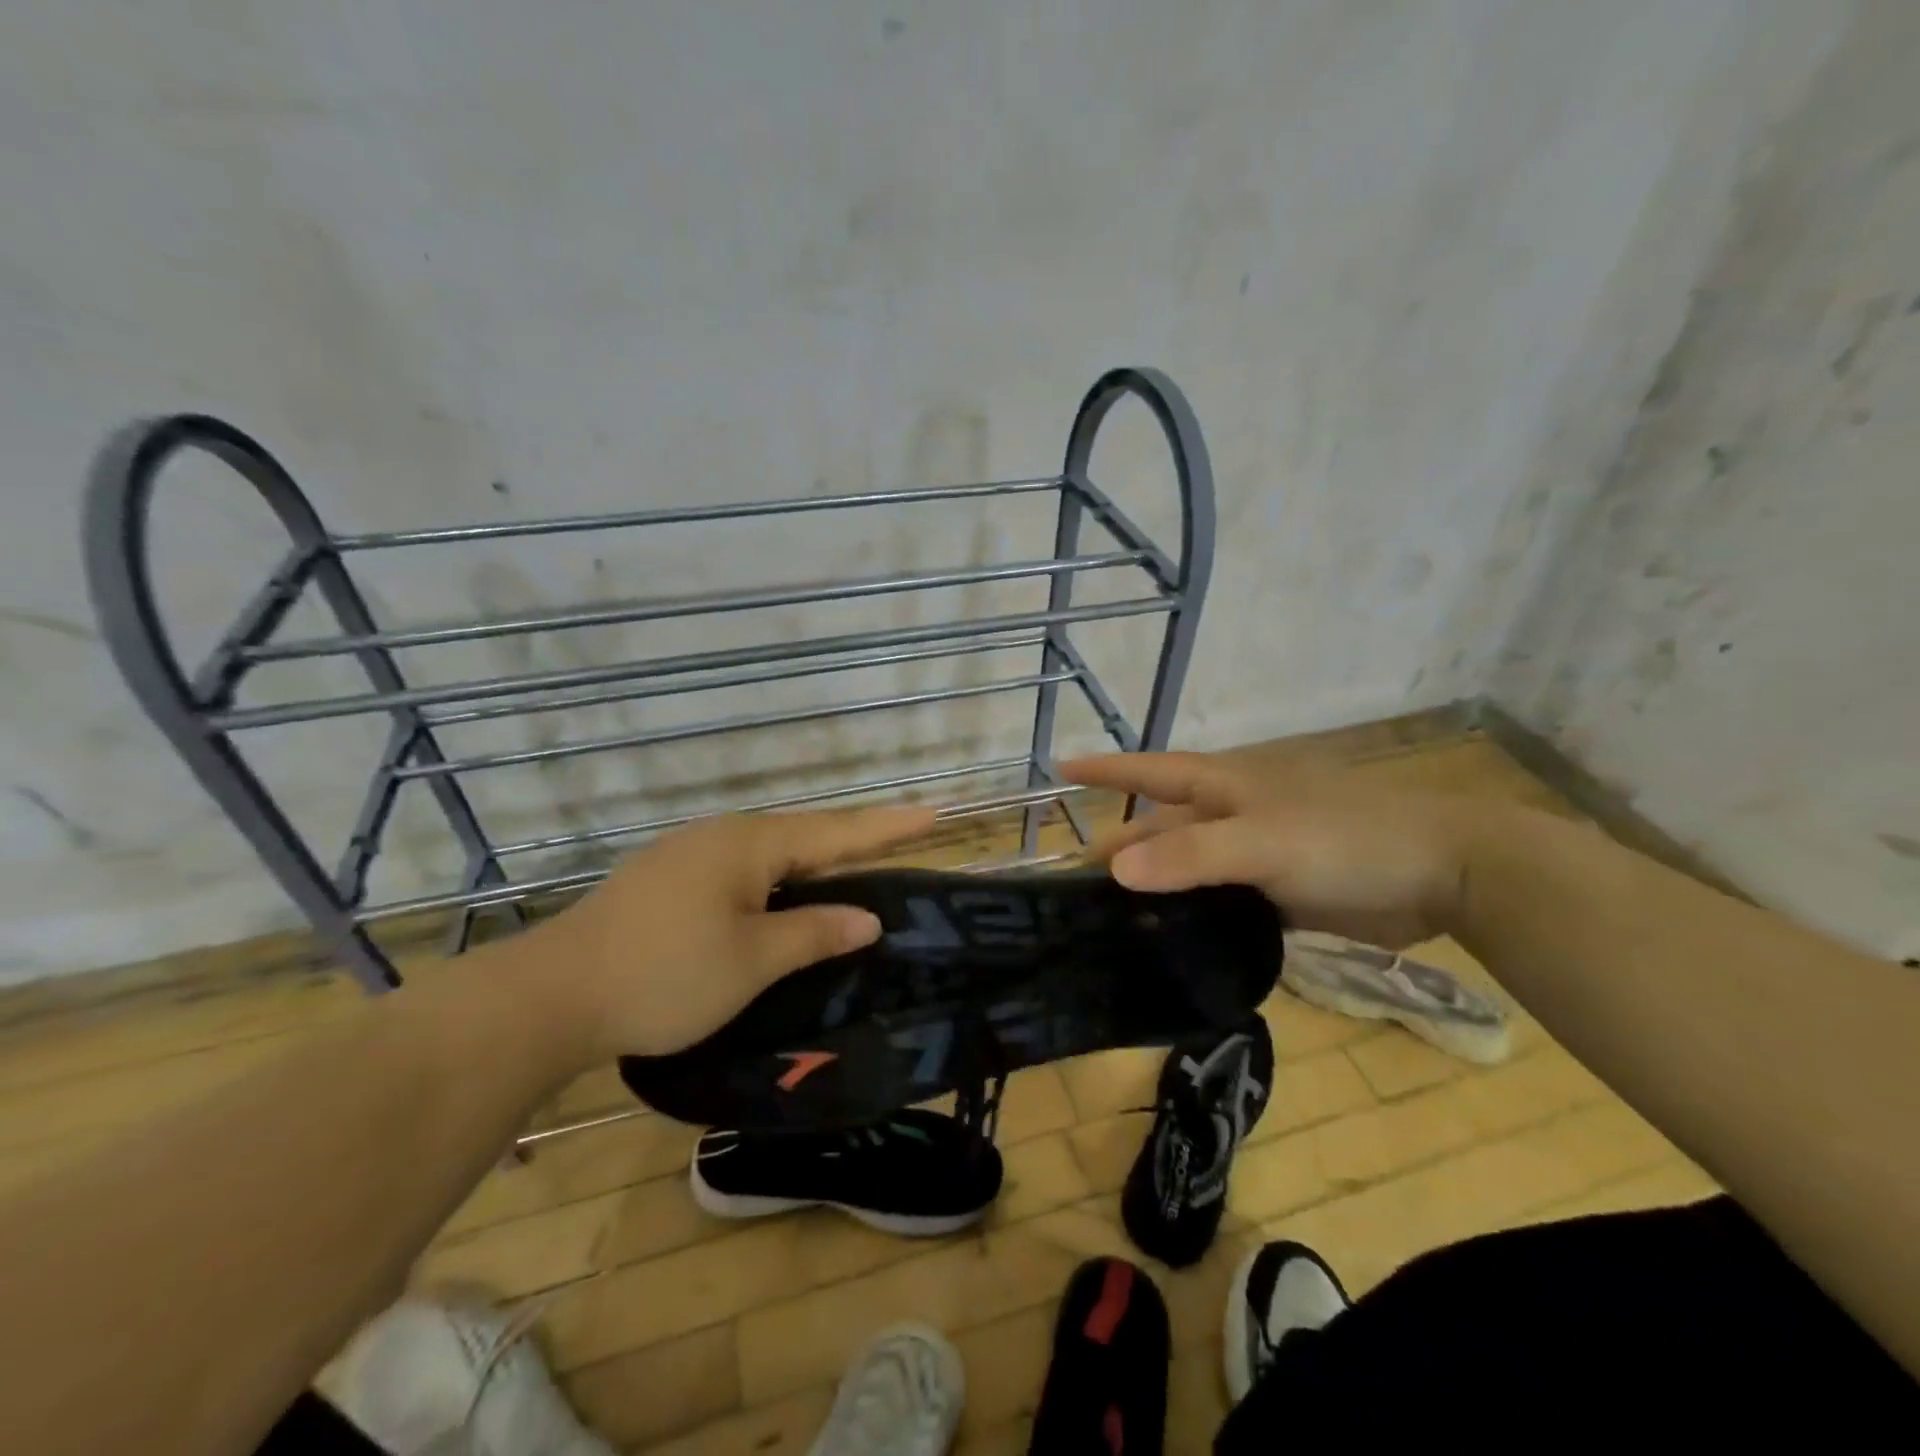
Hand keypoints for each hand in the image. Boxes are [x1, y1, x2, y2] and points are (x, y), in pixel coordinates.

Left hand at [524, 805, 936, 1062]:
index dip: (888, 827)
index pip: (836, 832)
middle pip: (803, 837)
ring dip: (811, 867)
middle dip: (852, 844)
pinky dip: (774, 884)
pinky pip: (739, 871)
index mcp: (749, 845)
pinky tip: (778, 903)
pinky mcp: (665, 880)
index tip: (933, 813)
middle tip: (898, 847)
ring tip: (848, 880)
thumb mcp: (752, 961)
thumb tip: (867, 918)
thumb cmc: (665, 975)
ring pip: (768, 856)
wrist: (550, 996)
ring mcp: (688, 855)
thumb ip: (815, 933)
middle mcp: (721, 836)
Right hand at [1061, 751, 1475, 948]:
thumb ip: (1191, 857)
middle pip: (1161, 829)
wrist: (1443, 873)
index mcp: (1223, 787)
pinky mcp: (1278, 892)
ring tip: (1109, 921)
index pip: (1149, 771)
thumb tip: (1113, 868)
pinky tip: (1168, 941)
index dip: (1105, 770)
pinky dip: (1191, 916)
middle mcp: (1231, 815)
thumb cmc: (1346, 838)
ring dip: (1153, 888)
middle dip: (1120, 848)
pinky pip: (1219, 901)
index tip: (1058, 770)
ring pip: (1187, 869)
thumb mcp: (1263, 842)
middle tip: (1074, 885)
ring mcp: (1255, 854)